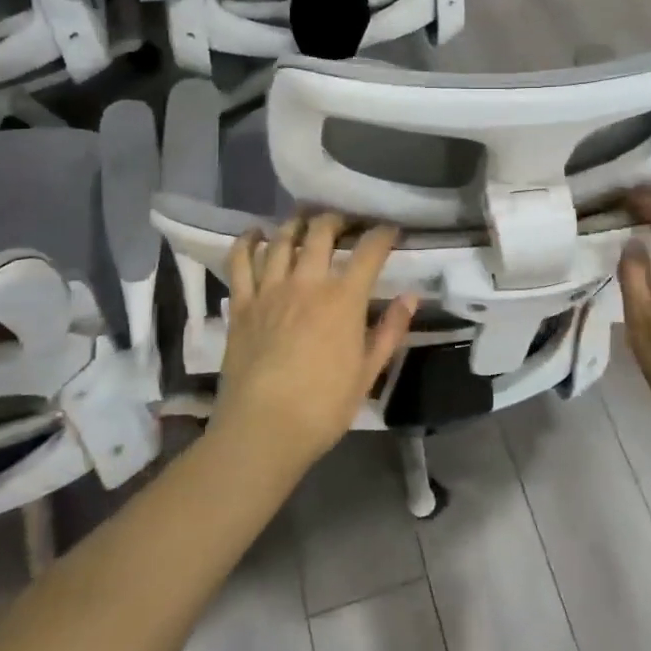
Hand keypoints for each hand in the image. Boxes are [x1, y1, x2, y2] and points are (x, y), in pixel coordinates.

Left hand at [216, 213, 417, 473]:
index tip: (390, 230)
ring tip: (305, 220)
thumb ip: (390, 331)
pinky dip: (247, 241)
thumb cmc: (323, 407)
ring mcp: (270, 290)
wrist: (262, 430)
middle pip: (322, 232)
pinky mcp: (241, 303)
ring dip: (296, 223)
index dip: (383, 234)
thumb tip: (410, 298)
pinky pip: (240, 261)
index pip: (369, 251)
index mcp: (344, 299)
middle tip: (345, 224)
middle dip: (337, 220)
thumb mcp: (368, 373)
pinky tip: (255, 233)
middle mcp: (307, 283)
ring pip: (282, 239)